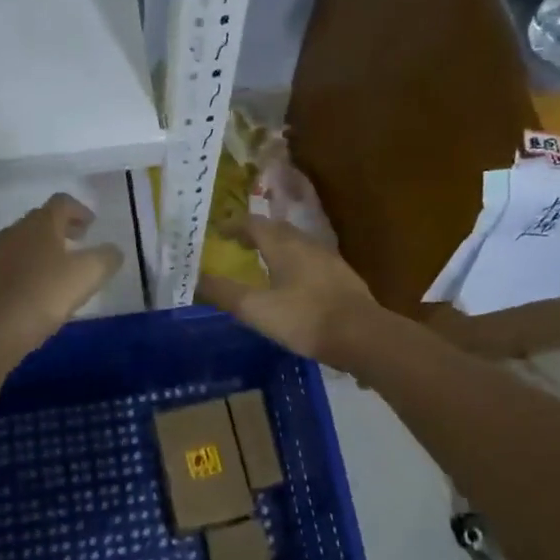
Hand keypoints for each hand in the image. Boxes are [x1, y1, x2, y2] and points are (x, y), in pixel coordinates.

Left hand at [0, 194, 125, 366]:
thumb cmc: (45, 294)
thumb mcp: (89, 275)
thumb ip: (107, 258)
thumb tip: (112, 251)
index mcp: (41, 223)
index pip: (62, 202)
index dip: (80, 210)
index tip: (92, 225)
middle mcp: (15, 231)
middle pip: (41, 219)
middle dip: (62, 228)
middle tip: (79, 242)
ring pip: (22, 242)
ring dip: (41, 248)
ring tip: (57, 267)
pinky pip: (9, 265)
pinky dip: (23, 268)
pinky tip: (32, 287)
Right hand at [198, 215, 381, 365]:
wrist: (362, 336)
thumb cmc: (305, 319)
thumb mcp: (257, 309)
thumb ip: (225, 293)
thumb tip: (197, 278)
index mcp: (283, 245)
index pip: (254, 224)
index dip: (234, 225)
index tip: (218, 231)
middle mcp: (307, 244)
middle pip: (277, 229)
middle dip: (256, 233)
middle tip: (239, 244)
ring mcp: (329, 260)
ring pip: (297, 244)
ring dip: (277, 247)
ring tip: (264, 262)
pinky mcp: (343, 278)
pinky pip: (312, 260)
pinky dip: (295, 263)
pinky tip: (295, 283)